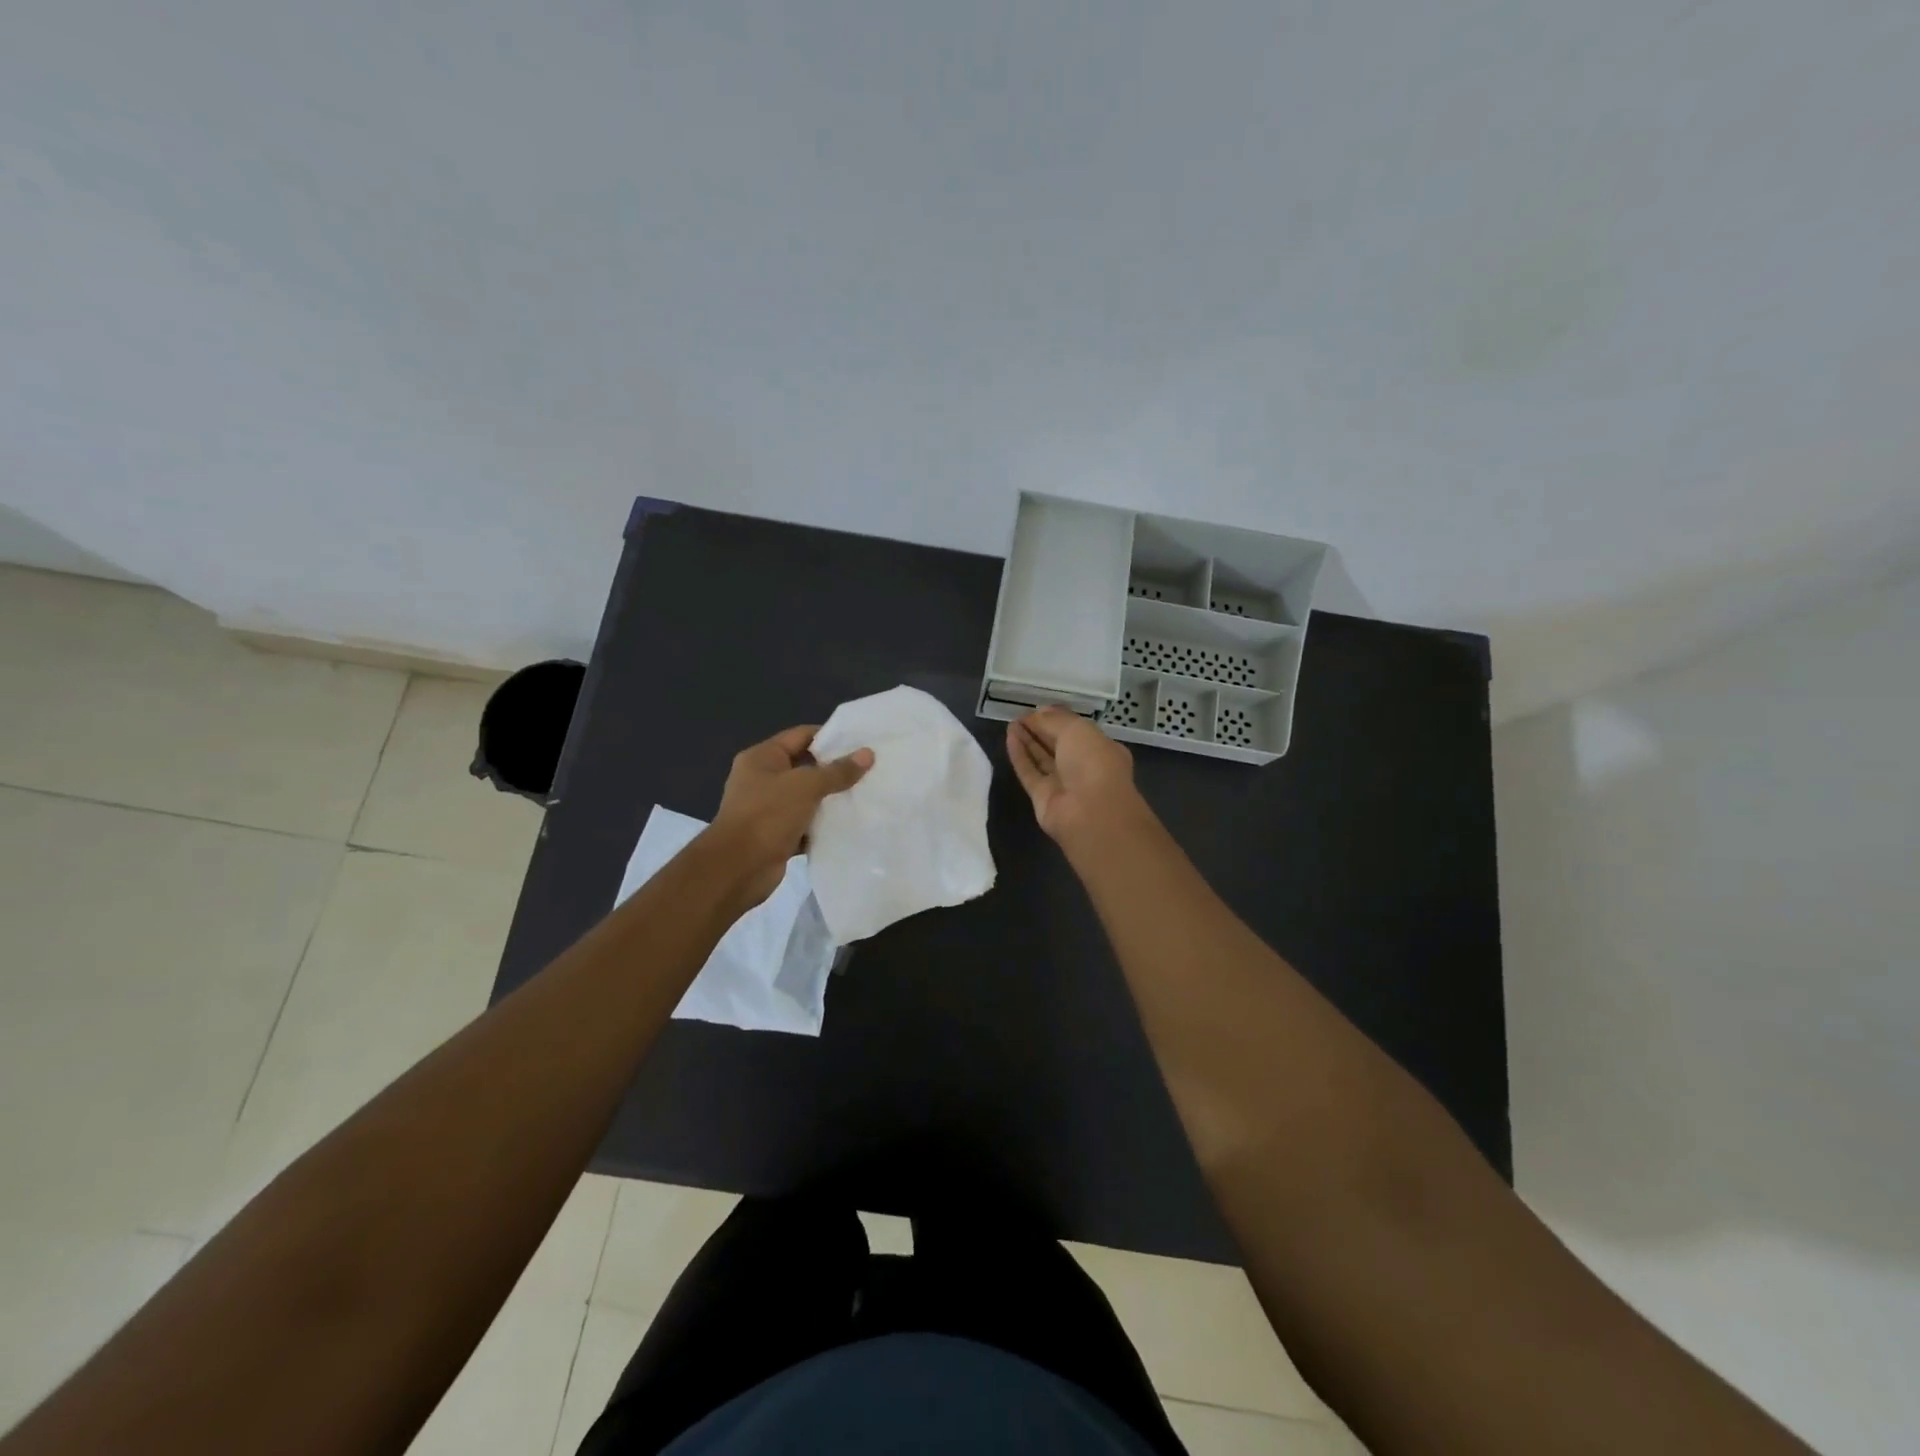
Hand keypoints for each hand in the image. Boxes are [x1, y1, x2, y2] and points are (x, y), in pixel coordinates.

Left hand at [708, 725, 872, 906]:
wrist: (738, 868)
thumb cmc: (768, 815)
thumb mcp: (806, 786)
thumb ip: (837, 771)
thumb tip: (868, 754)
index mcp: (762, 757)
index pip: (801, 735)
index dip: (830, 736)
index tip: (861, 742)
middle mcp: (762, 779)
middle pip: (805, 766)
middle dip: (835, 769)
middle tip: (870, 769)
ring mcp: (768, 809)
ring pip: (807, 797)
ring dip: (831, 799)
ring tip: (865, 794)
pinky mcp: (776, 835)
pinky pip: (805, 824)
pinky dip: (823, 825)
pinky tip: (849, 824)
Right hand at [1006, 708, 1150, 847]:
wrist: (1089, 811)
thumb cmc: (1092, 762)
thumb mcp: (1076, 730)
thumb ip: (1053, 720)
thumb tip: (1036, 714)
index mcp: (1100, 748)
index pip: (1076, 730)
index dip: (1057, 719)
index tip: (1037, 709)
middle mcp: (1083, 766)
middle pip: (1057, 744)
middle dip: (1040, 729)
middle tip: (1019, 715)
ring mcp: (1063, 783)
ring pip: (1042, 758)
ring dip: (1027, 740)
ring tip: (1011, 723)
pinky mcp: (1043, 797)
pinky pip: (1029, 772)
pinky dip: (1020, 755)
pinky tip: (1009, 737)